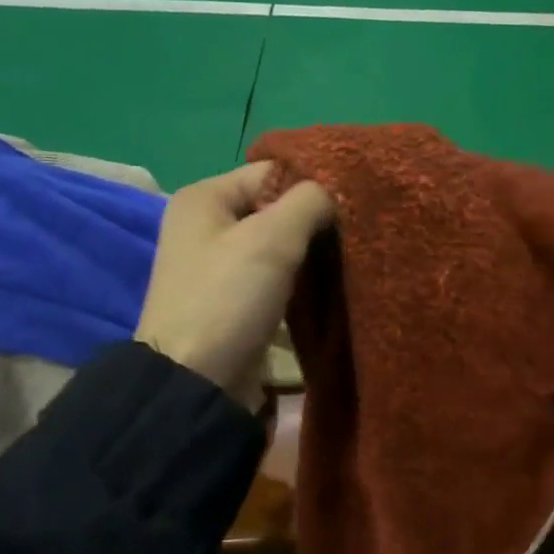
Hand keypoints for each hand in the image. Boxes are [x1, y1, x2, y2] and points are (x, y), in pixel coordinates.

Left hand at [134, 163, 333, 410]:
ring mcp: (220, 266)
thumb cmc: (228, 298)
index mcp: (204, 197)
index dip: (314, 184)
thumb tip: (336, 191)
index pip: (272, 171)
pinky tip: (330, 285)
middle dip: (316, 221)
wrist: (196, 382)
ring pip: (280, 246)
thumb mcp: (272, 238)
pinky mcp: (235, 301)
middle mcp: (208, 226)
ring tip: (350, 259)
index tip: (353, 204)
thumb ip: (309, 201)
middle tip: (356, 234)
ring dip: (312, 253)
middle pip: (277, 208)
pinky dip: (301, 280)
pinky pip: (276, 277)